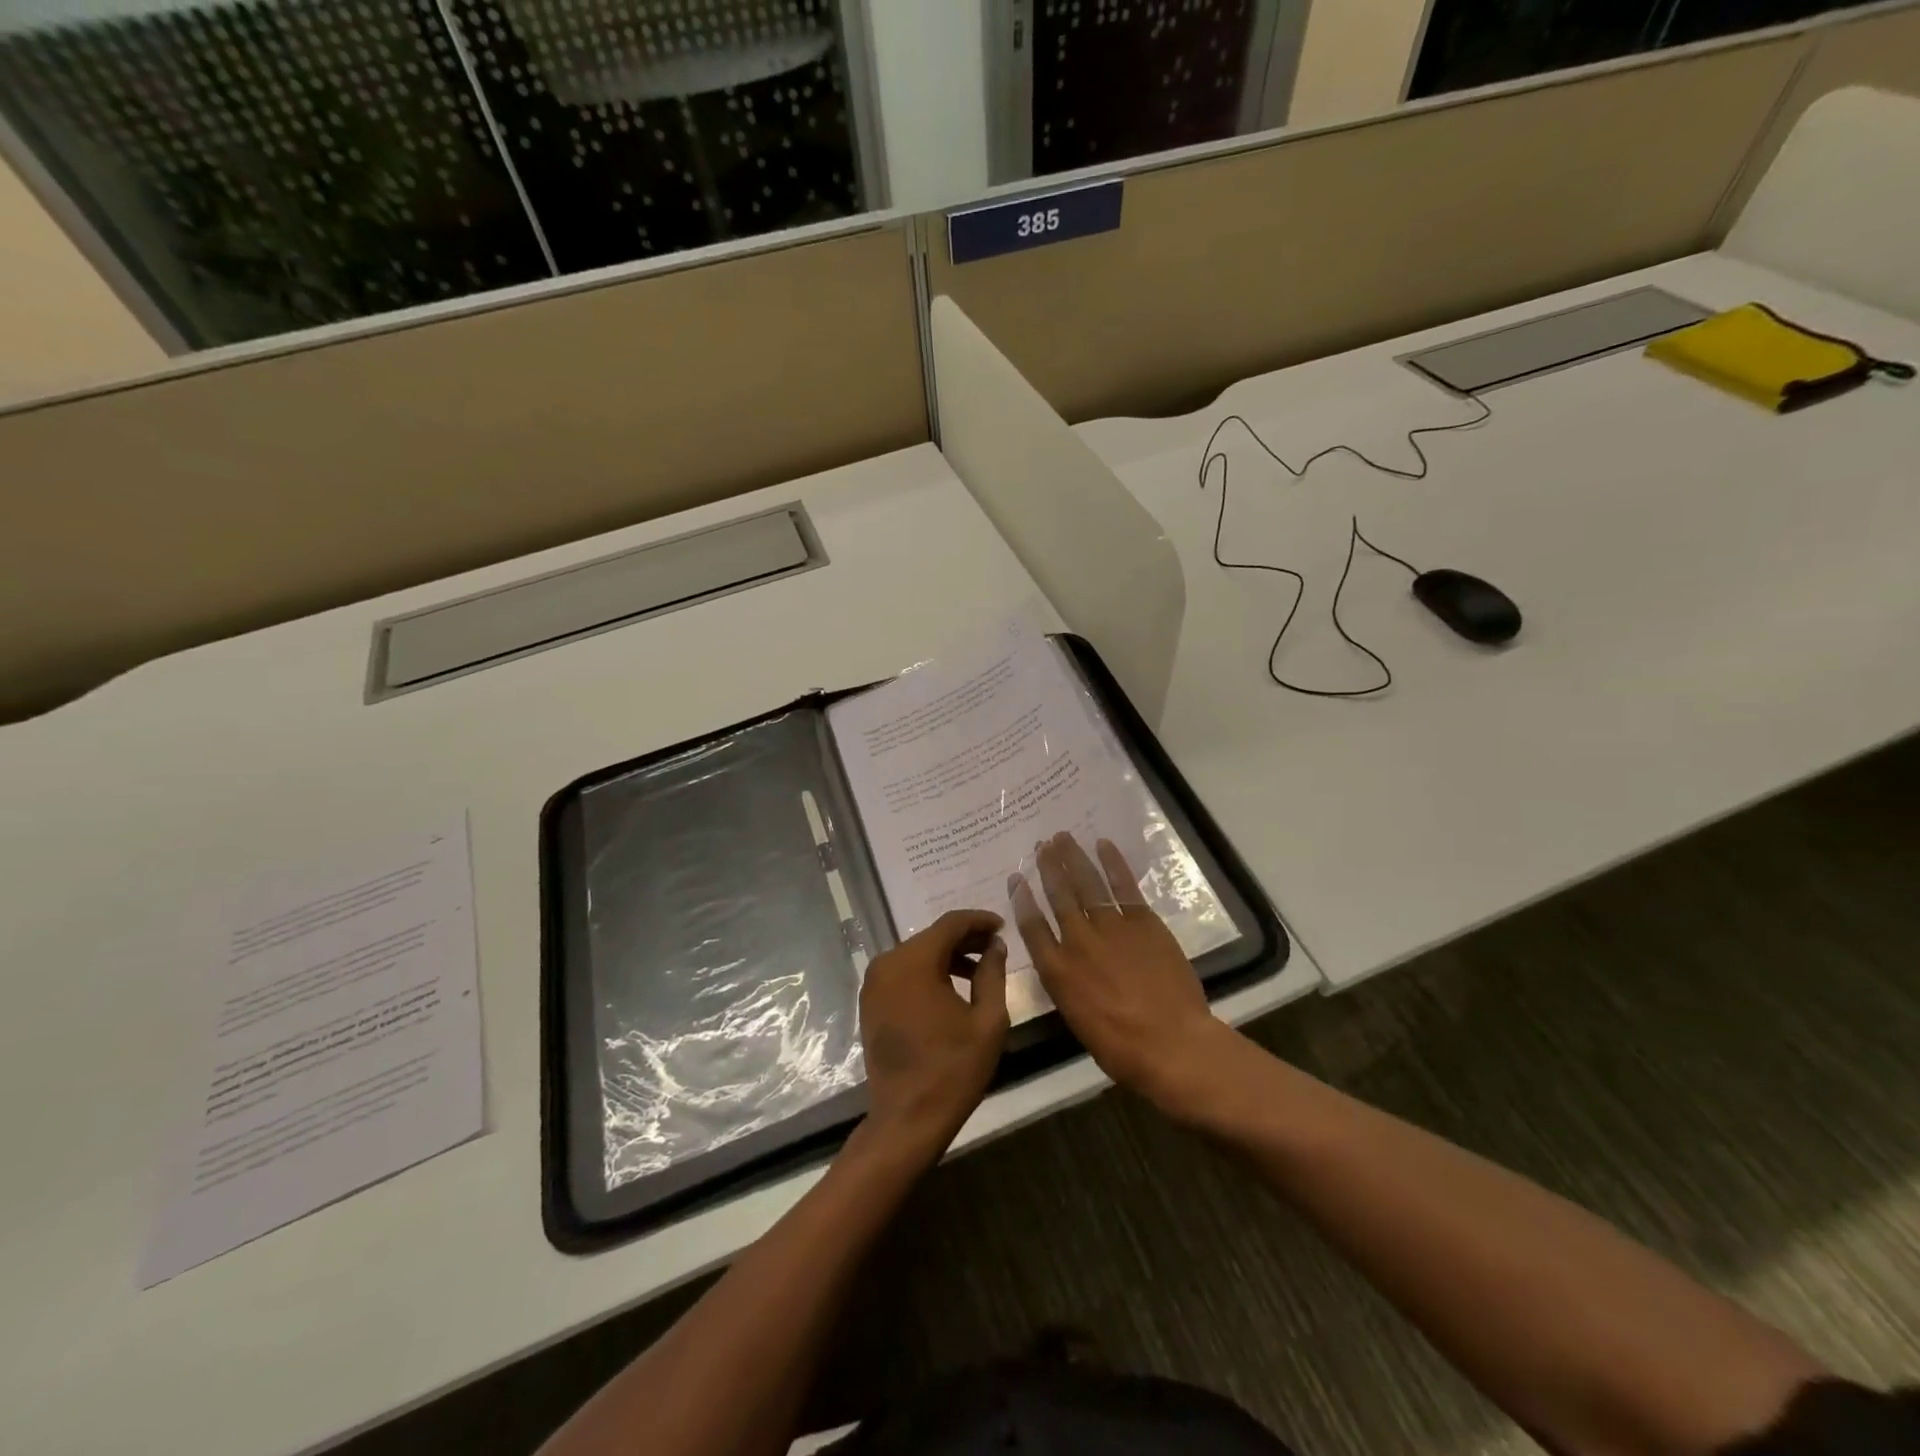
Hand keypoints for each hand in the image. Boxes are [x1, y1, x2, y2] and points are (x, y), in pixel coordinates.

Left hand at [858, 909, 1009, 1154]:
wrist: (907, 1118)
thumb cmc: (953, 1069)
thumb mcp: (988, 1020)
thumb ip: (992, 974)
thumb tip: (995, 945)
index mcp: (914, 962)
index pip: (950, 924)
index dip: (979, 921)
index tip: (1002, 926)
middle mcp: (887, 963)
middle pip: (932, 937)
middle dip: (965, 940)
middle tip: (995, 948)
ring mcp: (874, 983)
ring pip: (917, 954)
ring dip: (947, 957)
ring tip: (979, 971)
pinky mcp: (871, 1002)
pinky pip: (903, 973)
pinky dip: (928, 973)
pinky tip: (952, 989)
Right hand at [1009, 832, 1237, 1112]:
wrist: (1171, 1044)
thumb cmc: (1121, 1047)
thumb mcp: (1076, 1019)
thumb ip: (1066, 984)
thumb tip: (1063, 963)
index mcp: (1057, 971)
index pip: (1032, 926)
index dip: (1022, 899)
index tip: (1016, 878)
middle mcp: (1078, 941)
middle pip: (1058, 896)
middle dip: (1048, 868)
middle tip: (1041, 845)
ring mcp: (1111, 927)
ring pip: (1087, 884)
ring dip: (1073, 858)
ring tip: (1062, 837)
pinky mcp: (1143, 922)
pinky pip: (1123, 886)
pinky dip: (1112, 863)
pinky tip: (1102, 845)